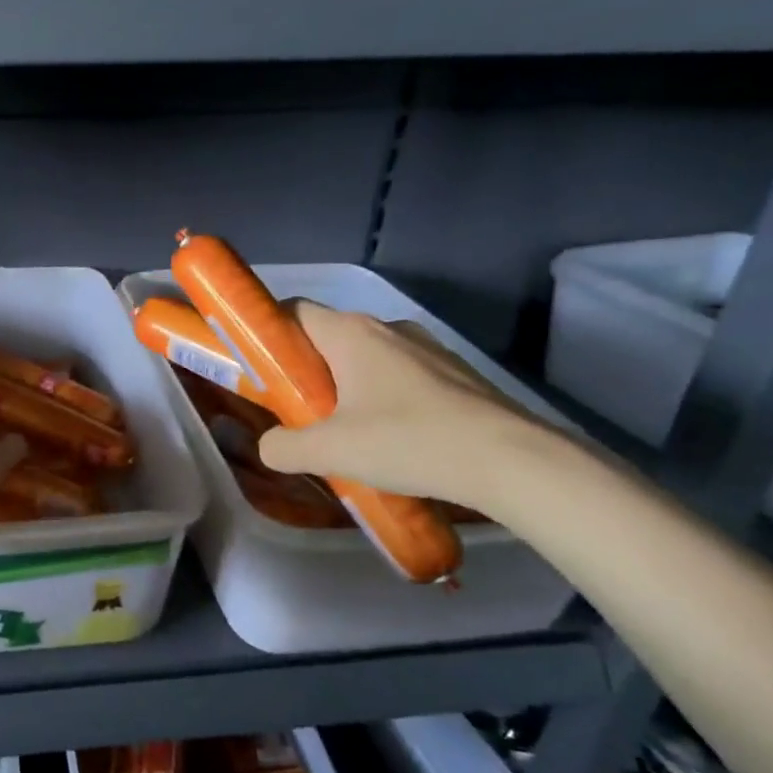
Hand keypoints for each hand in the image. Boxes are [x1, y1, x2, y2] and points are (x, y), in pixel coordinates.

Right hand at [256, 303, 544, 510]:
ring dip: (347, 387)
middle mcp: (388, 328)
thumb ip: (283, 447)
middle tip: (296, 411)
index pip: (293, 310)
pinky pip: (402, 377)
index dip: (269, 334)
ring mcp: (428, 349)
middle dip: (306, 370)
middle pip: (329, 338)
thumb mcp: (329, 452)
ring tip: (344, 432)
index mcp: (350, 333)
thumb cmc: (408, 441)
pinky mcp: (456, 375)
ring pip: (367, 359)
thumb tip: (269, 446)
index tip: (259, 370)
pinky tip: (392, 440)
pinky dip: (384, 399)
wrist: (513, 461)